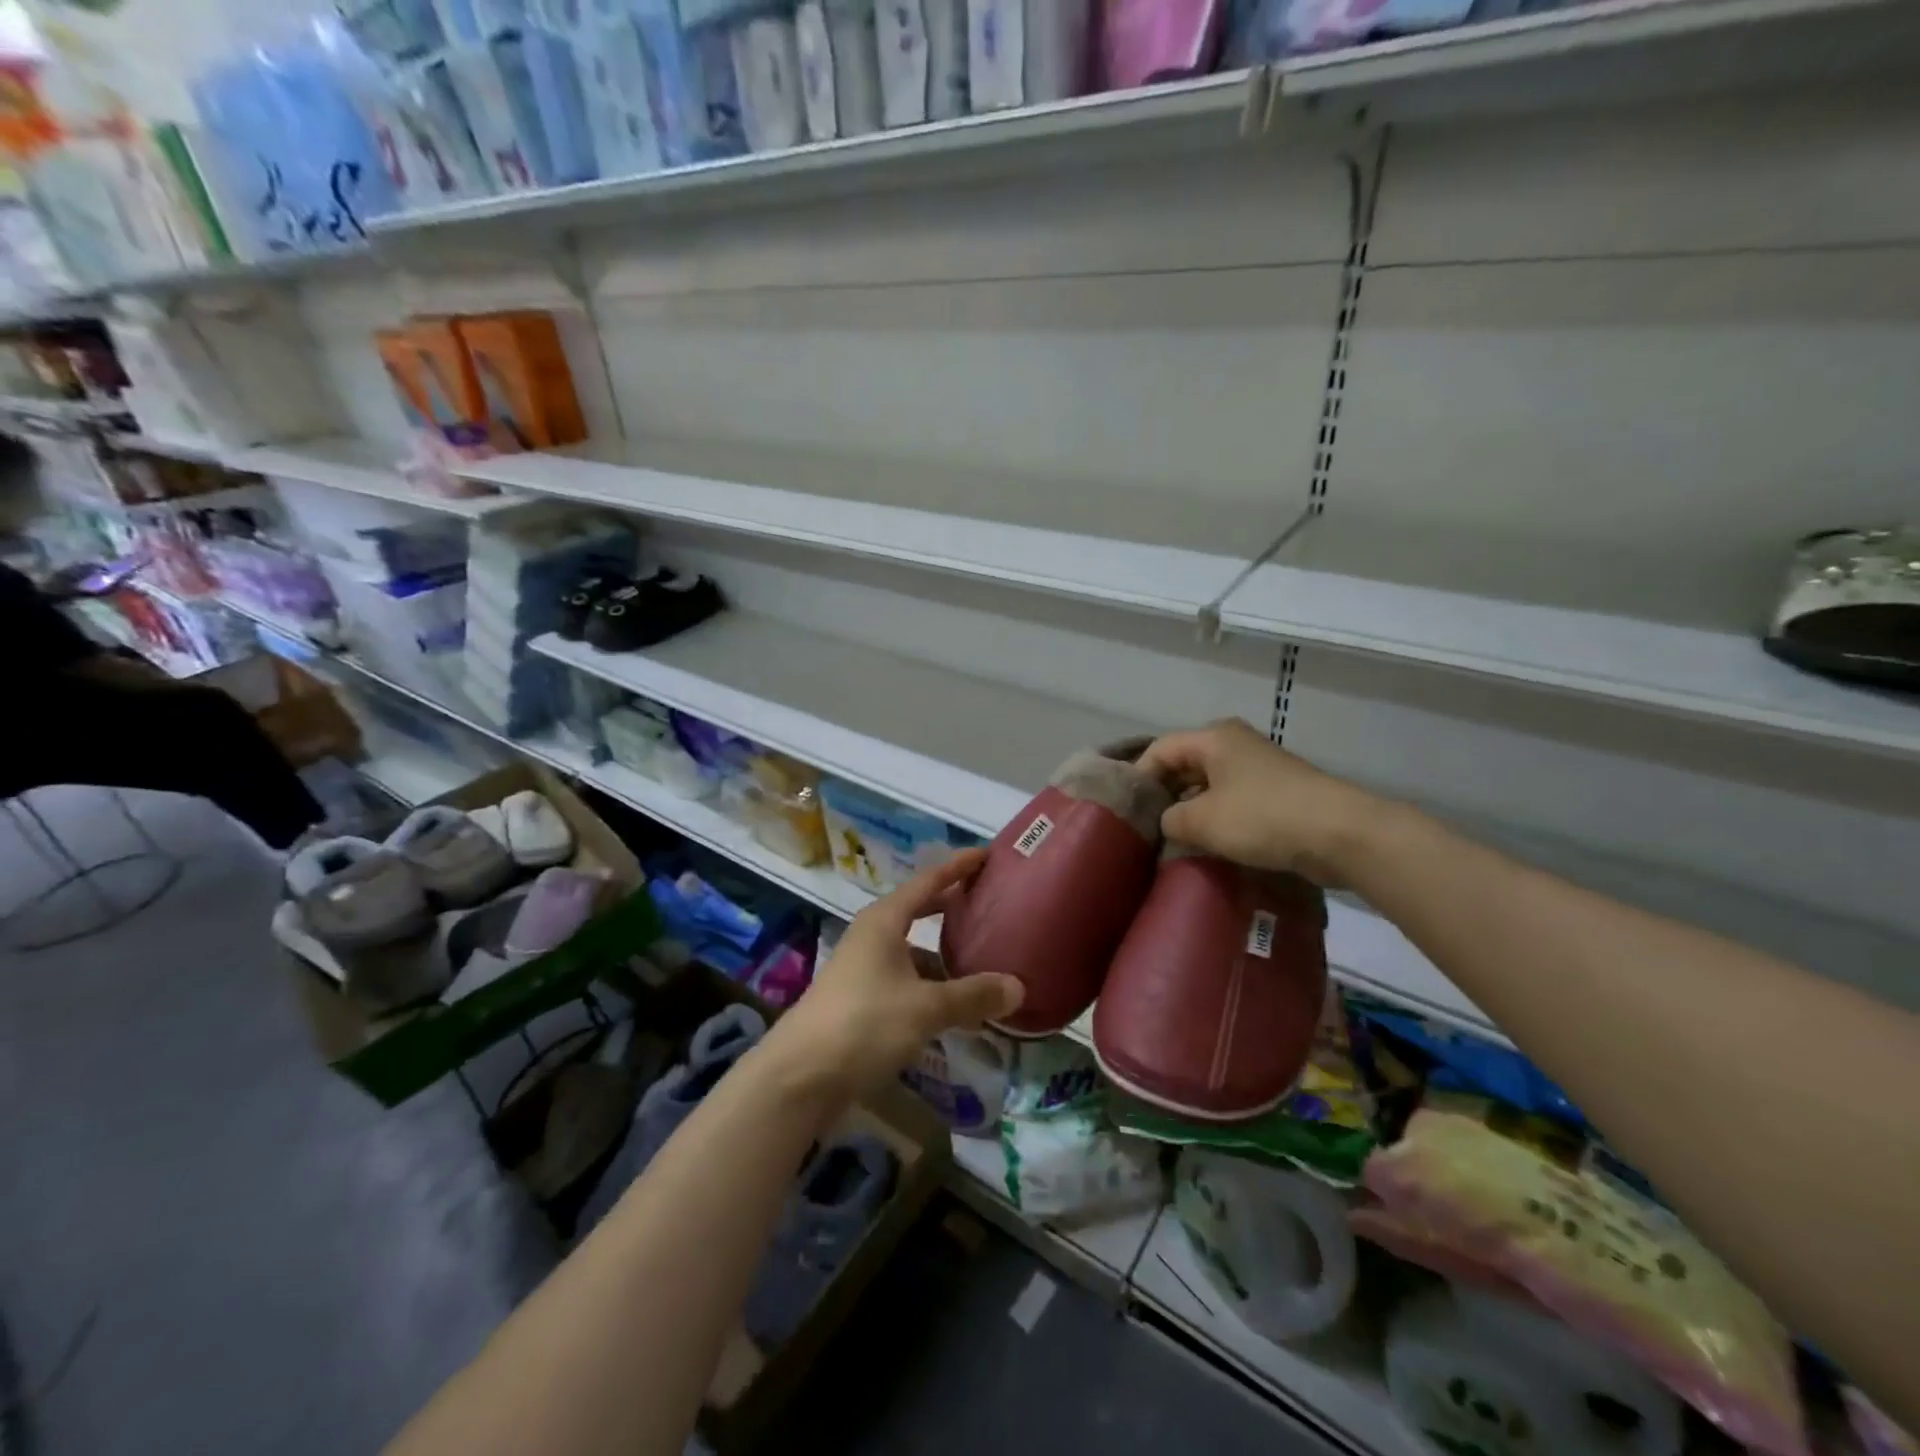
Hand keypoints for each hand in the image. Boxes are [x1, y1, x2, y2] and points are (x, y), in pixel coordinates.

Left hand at [761, 849, 1023, 1103]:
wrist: (799, 1077)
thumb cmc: (864, 1023)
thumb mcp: (926, 1008)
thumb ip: (973, 996)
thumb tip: (1019, 987)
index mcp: (885, 921)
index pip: (929, 880)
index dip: (958, 866)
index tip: (987, 854)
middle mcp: (873, 937)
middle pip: (920, 912)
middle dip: (953, 908)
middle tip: (991, 904)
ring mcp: (863, 969)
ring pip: (914, 953)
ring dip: (946, 959)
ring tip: (985, 967)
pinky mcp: (860, 1002)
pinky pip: (906, 983)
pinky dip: (932, 989)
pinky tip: (956, 1011)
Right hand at [1137, 718, 1387, 885]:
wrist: (1340, 834)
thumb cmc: (1262, 818)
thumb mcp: (1201, 822)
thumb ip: (1170, 819)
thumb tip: (1168, 822)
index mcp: (1213, 738)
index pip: (1160, 749)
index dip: (1139, 777)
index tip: (1128, 811)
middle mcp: (1235, 744)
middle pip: (1184, 765)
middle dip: (1165, 795)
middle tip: (1148, 827)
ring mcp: (1259, 767)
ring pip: (1209, 785)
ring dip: (1192, 810)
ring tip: (1175, 840)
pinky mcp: (1278, 792)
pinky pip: (1234, 800)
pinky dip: (1218, 818)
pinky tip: (1211, 844)